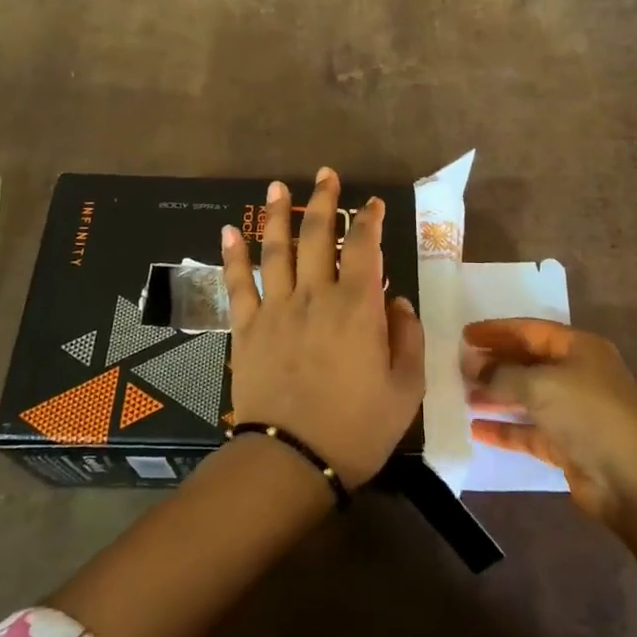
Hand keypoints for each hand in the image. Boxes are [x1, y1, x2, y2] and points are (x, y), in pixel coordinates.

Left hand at [221, 167, 424, 485]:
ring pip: (275, 249)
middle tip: (325, 175)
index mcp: (357, 307)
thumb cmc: (357, 428)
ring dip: (277, 214)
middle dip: (323, 201)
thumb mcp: (405, 389)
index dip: (368, 220)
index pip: (363, 247)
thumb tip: (397, 301)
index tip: (371, 204)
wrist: (292, 461)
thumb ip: (407, 338)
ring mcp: (275, 309)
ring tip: (277, 187)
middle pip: (316, 236)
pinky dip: (232, 255)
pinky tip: (229, 231)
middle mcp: (314, 296)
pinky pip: (238, 284)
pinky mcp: (247, 329)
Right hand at [463, 318, 636, 525]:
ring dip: (496, 395)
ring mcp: (573, 411)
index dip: (497, 331)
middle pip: (528, 362)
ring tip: (462, 394)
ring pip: (527, 396)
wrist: (635, 481)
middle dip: (495, 363)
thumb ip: (502, 374)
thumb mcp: (541, 385)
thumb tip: (474, 369)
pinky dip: (505, 428)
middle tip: (459, 365)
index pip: (530, 330)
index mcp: (579, 348)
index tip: (465, 335)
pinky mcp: (568, 444)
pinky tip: (476, 428)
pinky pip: (529, 430)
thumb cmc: (590, 415)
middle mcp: (577, 374)